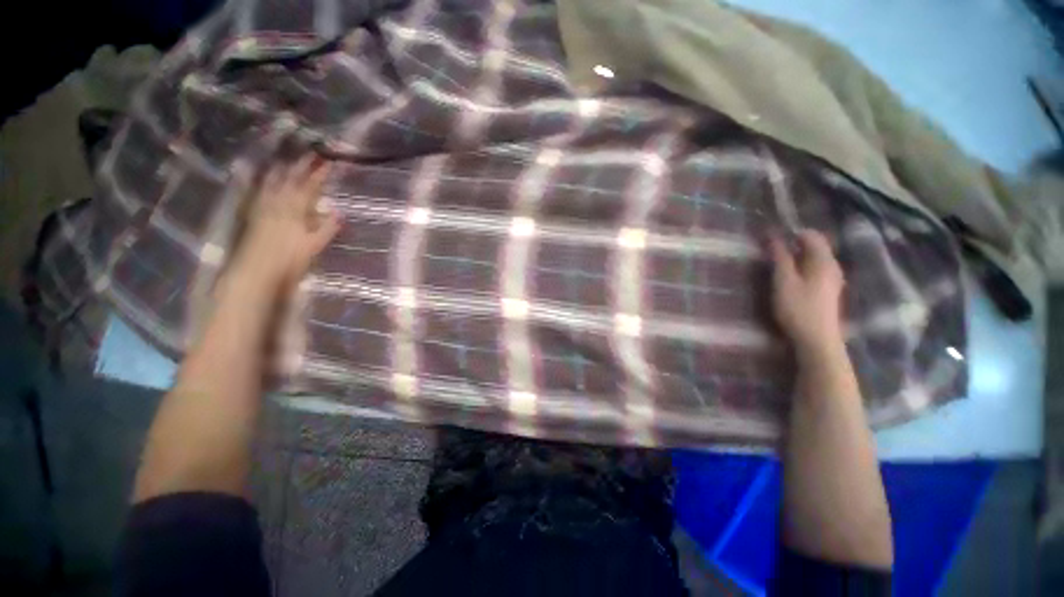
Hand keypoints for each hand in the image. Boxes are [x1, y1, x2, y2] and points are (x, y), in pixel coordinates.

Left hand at [231, 155, 340, 289]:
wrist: (257, 271)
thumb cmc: (290, 260)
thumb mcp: (314, 246)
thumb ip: (327, 228)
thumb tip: (338, 211)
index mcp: (295, 210)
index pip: (309, 187)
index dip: (319, 174)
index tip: (328, 161)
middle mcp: (278, 204)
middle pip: (289, 180)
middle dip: (300, 166)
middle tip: (308, 154)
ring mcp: (263, 207)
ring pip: (272, 183)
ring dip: (280, 170)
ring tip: (286, 160)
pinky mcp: (253, 214)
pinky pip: (257, 192)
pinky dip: (260, 183)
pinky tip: (259, 178)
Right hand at [768, 230, 845, 352]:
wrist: (817, 339)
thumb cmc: (798, 308)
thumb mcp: (783, 281)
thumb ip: (779, 258)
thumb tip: (773, 236)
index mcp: (823, 261)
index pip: (811, 235)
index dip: (791, 234)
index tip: (770, 240)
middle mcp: (832, 266)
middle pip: (814, 246)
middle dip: (792, 245)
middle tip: (770, 253)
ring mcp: (832, 279)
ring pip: (814, 259)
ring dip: (796, 257)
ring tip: (776, 266)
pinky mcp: (828, 290)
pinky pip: (815, 270)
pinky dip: (801, 268)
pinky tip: (789, 279)